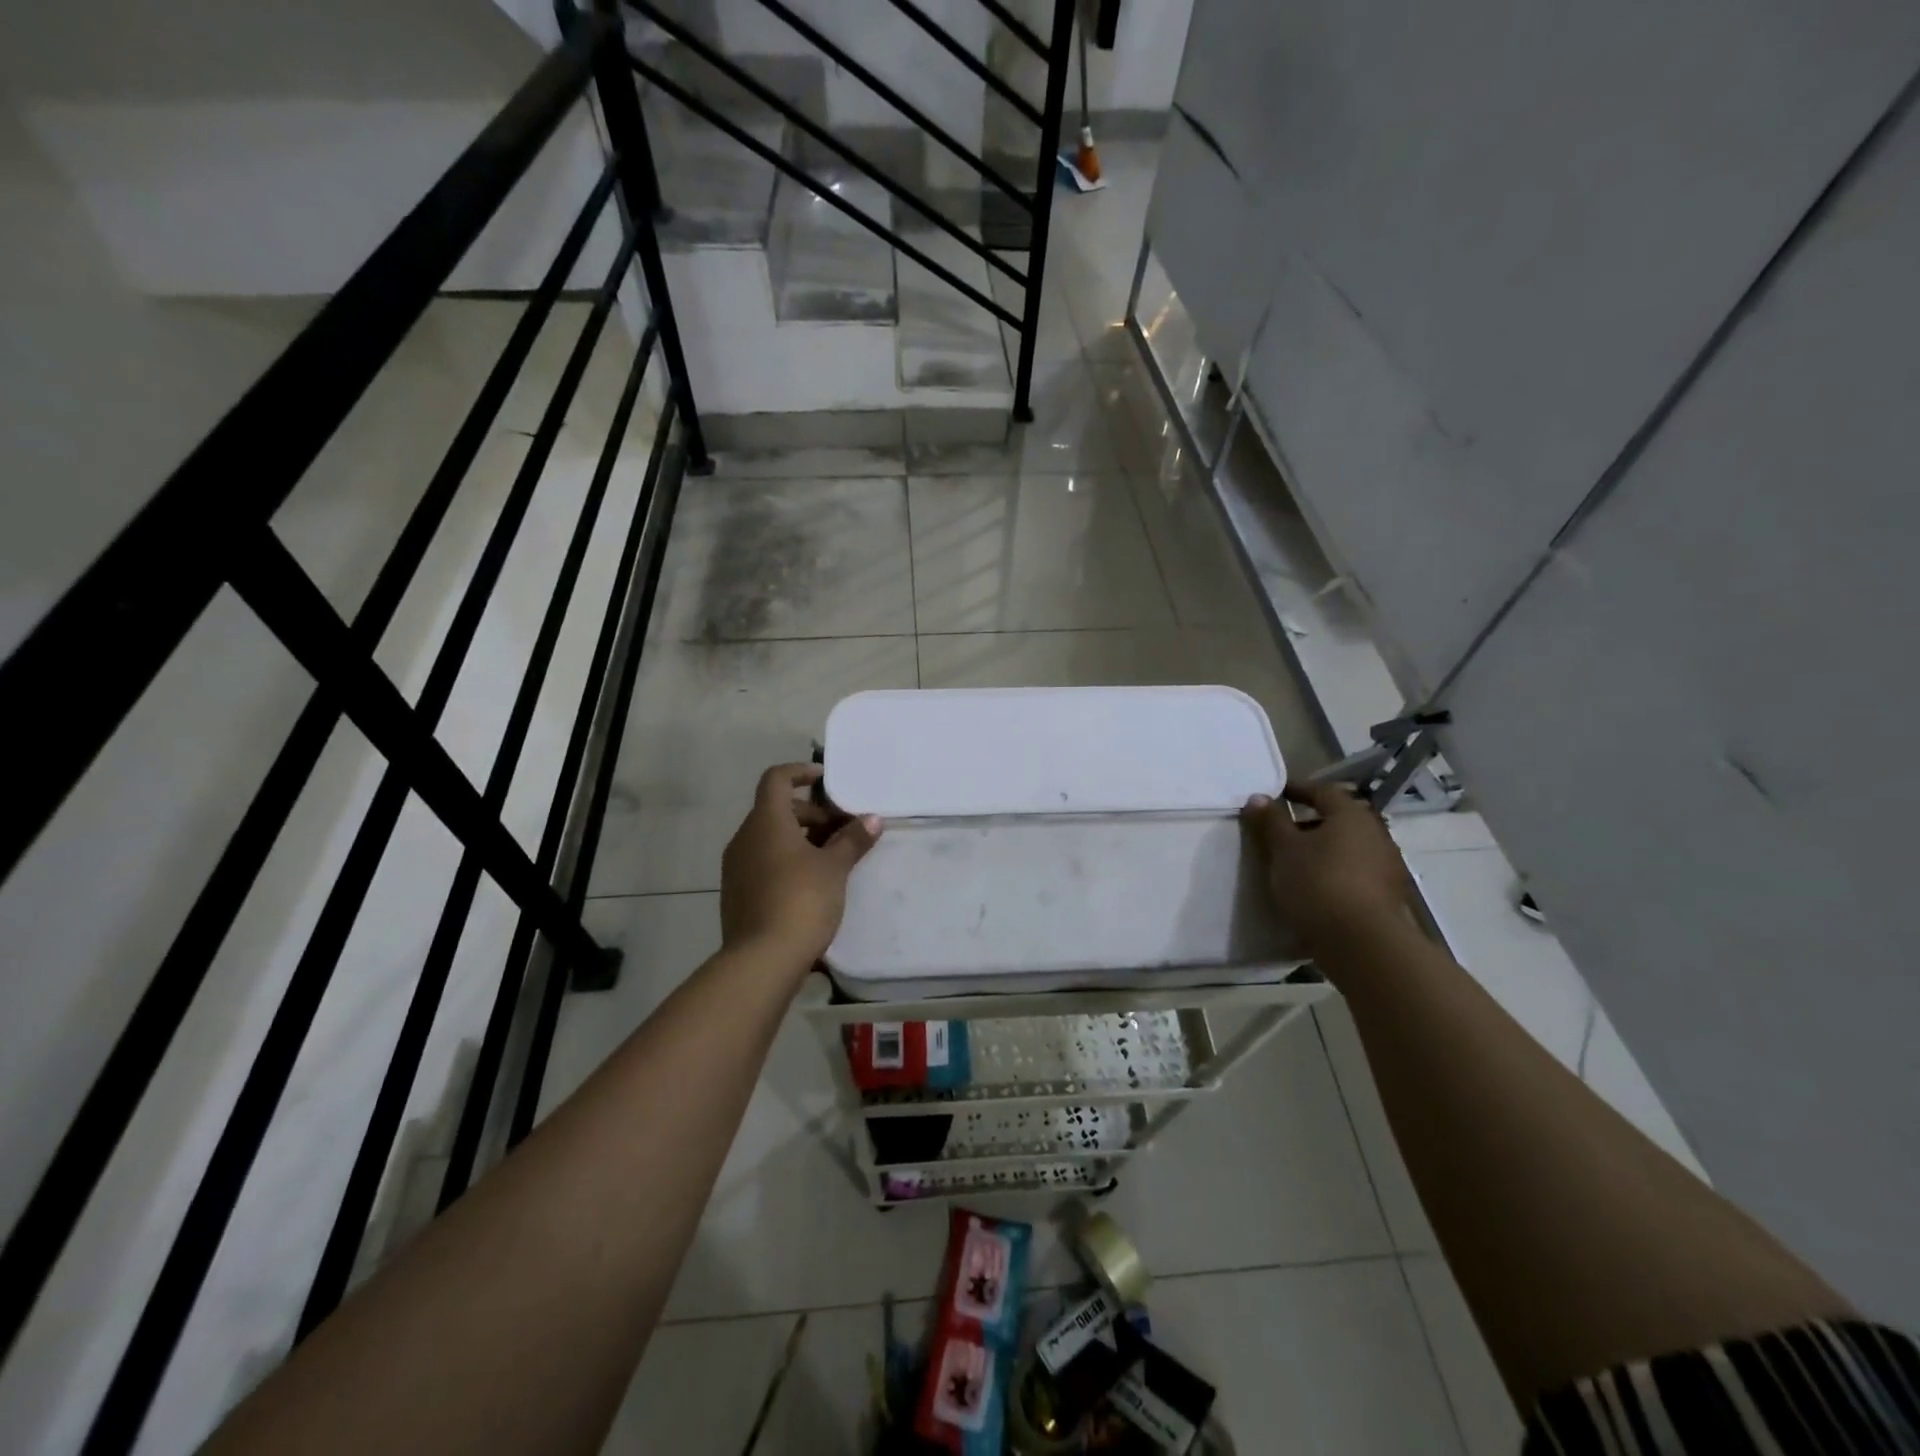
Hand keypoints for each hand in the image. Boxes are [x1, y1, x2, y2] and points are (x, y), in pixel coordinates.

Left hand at [721, 763, 882, 968]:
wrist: (761, 960)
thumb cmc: (801, 900)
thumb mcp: (834, 868)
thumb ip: (852, 840)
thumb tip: (873, 819)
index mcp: (766, 822)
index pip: (776, 779)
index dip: (800, 772)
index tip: (826, 781)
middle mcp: (745, 838)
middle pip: (776, 810)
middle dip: (810, 814)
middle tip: (841, 830)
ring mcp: (736, 868)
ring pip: (769, 839)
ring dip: (800, 839)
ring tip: (831, 859)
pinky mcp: (736, 894)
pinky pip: (762, 863)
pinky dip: (786, 861)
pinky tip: (811, 884)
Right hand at [1241, 781, 1415, 960]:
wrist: (1362, 942)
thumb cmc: (1318, 883)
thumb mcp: (1284, 850)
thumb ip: (1271, 821)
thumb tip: (1258, 797)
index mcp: (1351, 815)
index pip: (1323, 791)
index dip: (1297, 789)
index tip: (1276, 794)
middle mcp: (1375, 834)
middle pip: (1339, 819)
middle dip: (1310, 822)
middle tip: (1282, 831)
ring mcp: (1387, 865)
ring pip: (1349, 847)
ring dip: (1324, 849)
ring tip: (1296, 862)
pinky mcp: (1389, 895)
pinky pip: (1356, 871)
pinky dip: (1336, 871)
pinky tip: (1317, 887)